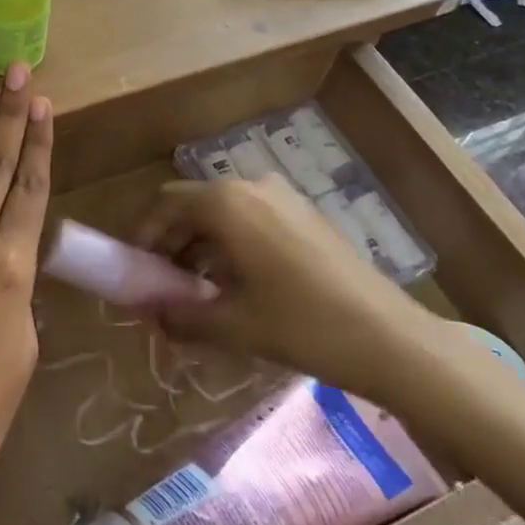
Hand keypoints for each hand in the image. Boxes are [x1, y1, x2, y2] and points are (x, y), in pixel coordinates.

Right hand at [134, 177, 438, 402]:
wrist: (391, 338)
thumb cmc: (302, 325)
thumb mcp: (233, 325)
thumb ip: (181, 316)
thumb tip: (150, 316)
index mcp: (226, 203)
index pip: (165, 205)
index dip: (143, 235)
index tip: (134, 270)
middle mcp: (251, 187)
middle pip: (193, 205)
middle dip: (170, 242)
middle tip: (161, 285)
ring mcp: (283, 198)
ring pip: (223, 212)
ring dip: (200, 245)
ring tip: (196, 291)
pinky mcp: (305, 215)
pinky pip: (251, 219)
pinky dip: (230, 244)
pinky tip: (236, 284)